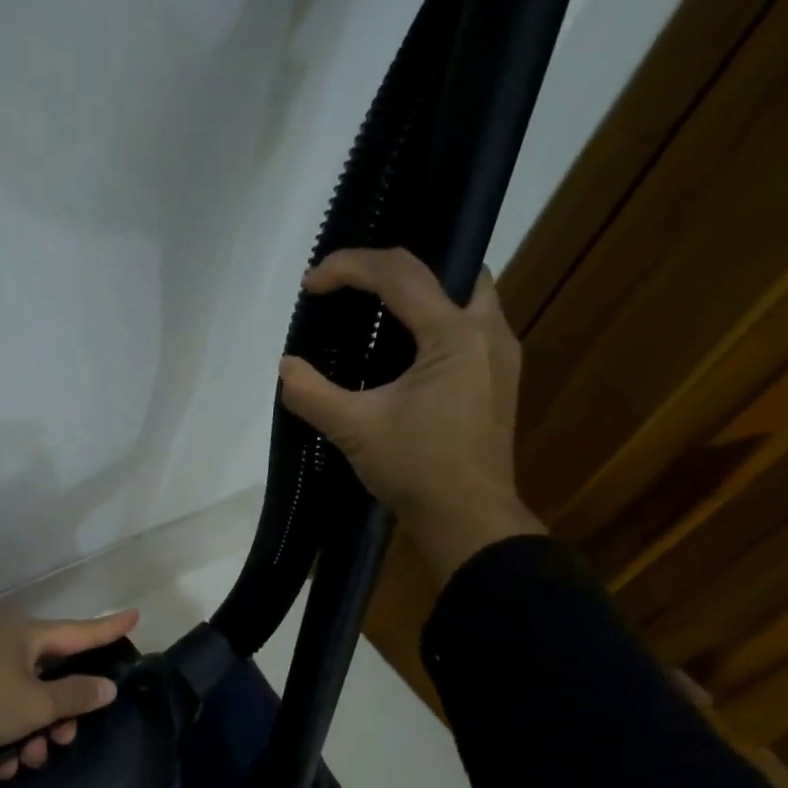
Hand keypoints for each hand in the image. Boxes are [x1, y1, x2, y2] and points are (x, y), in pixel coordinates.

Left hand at [0, 609, 139, 777]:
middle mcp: (8, 644)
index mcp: (29, 637)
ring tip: (24, 760)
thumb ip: (75, 697)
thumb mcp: (36, 705)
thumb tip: (107, 687)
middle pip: (53, 675)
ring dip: (33, 731)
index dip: (111, 628)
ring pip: (26, 697)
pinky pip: (0, 707)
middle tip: (61, 740)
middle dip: (62, 713)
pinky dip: (6, 733)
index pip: (82, 631)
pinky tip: (0, 763)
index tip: (136, 615)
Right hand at [277, 248, 544, 581]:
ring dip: (422, 294)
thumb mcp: (354, 430)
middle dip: (396, 269)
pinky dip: (436, 323)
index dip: (349, 267)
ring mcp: (501, 355)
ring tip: (378, 314)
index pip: (399, 273)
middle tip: (355, 288)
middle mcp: (488, 331)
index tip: (311, 284)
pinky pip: (470, 327)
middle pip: (448, 268)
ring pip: (465, 296)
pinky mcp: (500, 379)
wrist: (469, 520)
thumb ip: (312, 393)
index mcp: (454, 334)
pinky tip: (407, 353)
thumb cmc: (417, 469)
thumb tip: (285, 368)